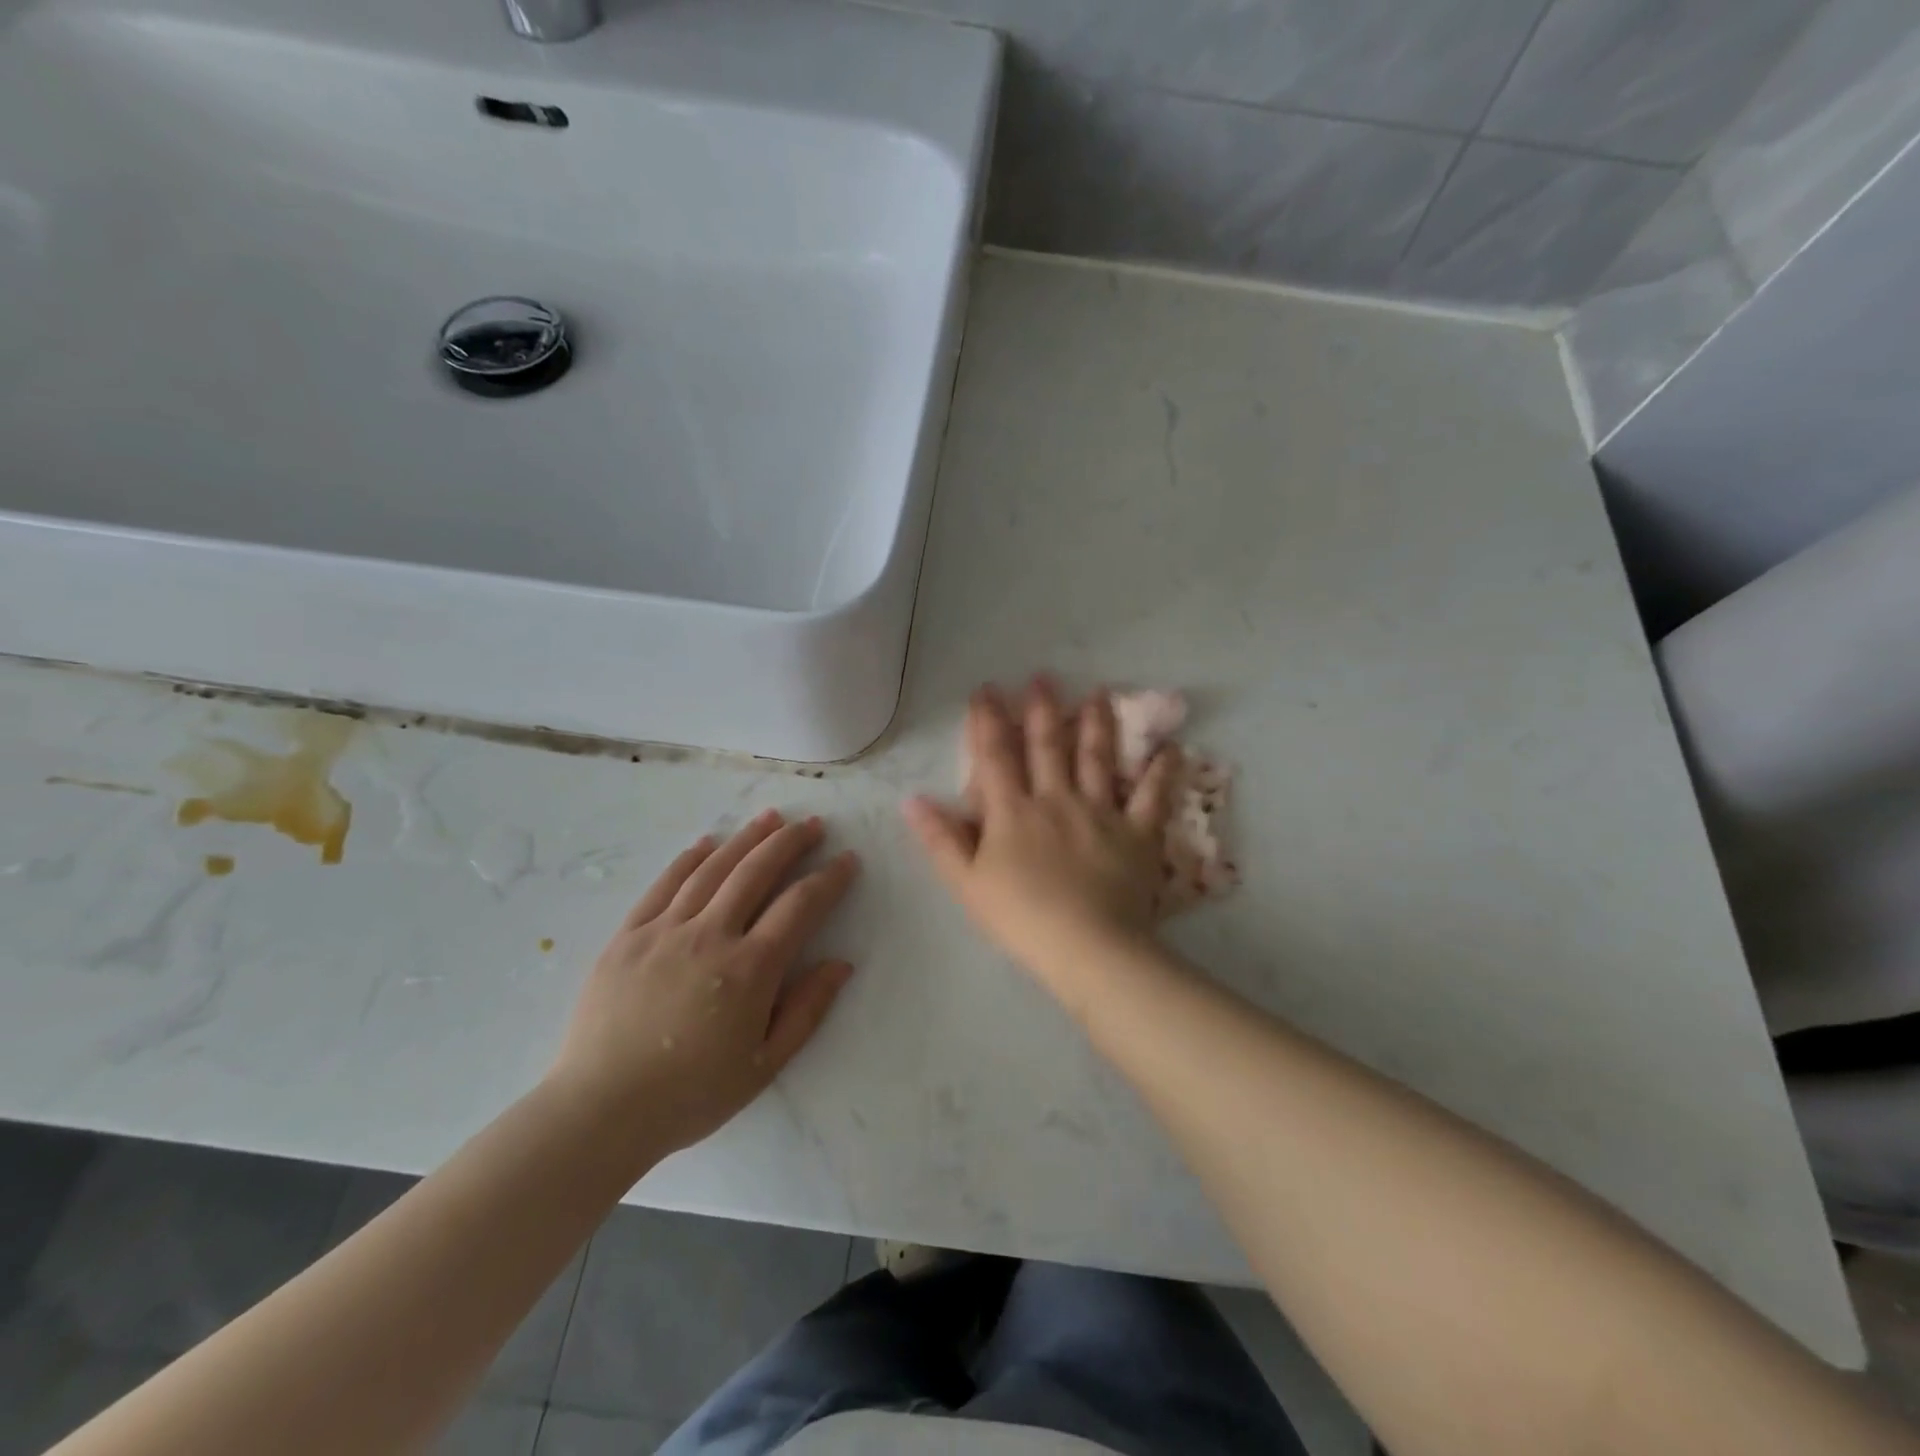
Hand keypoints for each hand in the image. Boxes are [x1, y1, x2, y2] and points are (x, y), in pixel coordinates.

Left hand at [548, 811, 858, 1160]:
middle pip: (757, 871)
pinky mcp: (628, 935)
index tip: (847, 860)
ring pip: (713, 869)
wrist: (600, 1111)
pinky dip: (689, 859)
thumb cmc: (691, 1094)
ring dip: (746, 839)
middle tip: (812, 823)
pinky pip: (664, 884)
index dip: (829, 878)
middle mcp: (710, 935)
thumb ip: (807, 1010)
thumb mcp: (765, 1065)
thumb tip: (841, 963)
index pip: (800, 906)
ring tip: (770, 818)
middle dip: (790, 842)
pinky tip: (707, 844)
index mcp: (749, 969)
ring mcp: (664, 930)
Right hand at [904, 680, 1178, 999]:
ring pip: (1098, 758)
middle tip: (1043, 677)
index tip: (987, 689)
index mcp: (1013, 811)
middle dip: (1042, 709)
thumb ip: (940, 839)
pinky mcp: (1137, 832)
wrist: (1086, 946)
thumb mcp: (966, 883)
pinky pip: (1152, 796)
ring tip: (1099, 693)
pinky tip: (1171, 748)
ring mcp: (1100, 812)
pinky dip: (1162, 772)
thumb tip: (912, 800)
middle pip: (1048, 746)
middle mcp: (1056, 799)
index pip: (996, 756)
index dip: (988, 720)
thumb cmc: (1020, 918)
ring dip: (1097, 723)